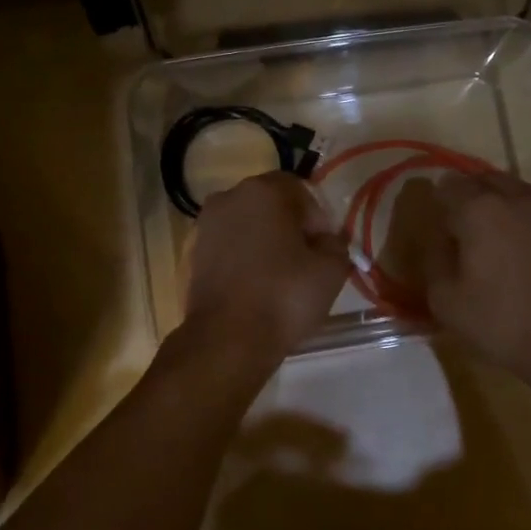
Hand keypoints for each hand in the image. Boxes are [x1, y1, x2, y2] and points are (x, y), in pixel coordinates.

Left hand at [184, 172, 350, 363]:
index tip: (324, 249)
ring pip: (248, 225)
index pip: (300, 190)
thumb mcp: (332, 270)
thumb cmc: (284, 296)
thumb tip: (327, 240)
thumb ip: (336, 244)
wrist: (227, 339)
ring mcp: (206, 225)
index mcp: (264, 190)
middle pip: (271, 204)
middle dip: (291, 227)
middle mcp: (229, 197)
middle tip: (306, 262)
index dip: (318, 219)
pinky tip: (257, 286)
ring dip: (266, 242)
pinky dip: (245, 258)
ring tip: (281, 277)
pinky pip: (230, 246)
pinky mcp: (194, 253)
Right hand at [417, 170, 530, 385]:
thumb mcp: (446, 300)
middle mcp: (513, 200)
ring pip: (513, 190)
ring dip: (496, 200)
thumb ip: (434, 261)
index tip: (432, 217)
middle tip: (455, 218)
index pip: (448, 186)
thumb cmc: (500, 320)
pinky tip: (515, 245)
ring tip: (485, 227)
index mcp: (479, 210)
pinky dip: (519, 218)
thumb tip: (438, 241)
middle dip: (466, 192)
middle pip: (483, 179)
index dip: (436, 198)